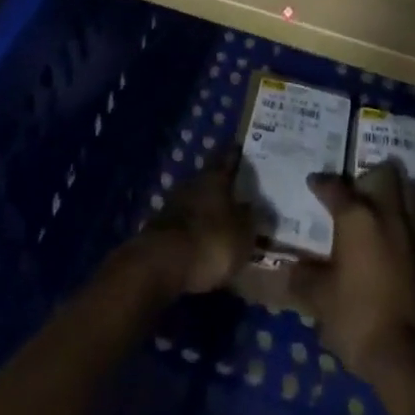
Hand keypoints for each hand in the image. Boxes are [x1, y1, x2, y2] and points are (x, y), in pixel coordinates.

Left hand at [133, 158, 254, 295]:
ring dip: (206, 210)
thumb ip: (251, 218)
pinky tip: (201, 242)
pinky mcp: (159, 230)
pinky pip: (183, 225)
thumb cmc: (210, 242)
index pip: (229, 157)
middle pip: (210, 179)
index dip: (237, 154)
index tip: (243, 149)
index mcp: (215, 177)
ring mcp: (172, 205)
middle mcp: (193, 183)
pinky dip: (193, 230)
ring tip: (221, 222)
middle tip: (238, 193)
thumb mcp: (243, 233)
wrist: (159, 266)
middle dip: (222, 186)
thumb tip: (255, 207)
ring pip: (195, 201)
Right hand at [290, 161, 414, 377]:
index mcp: (357, 217)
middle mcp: (388, 214)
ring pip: (409, 191)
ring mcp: (413, 233)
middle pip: (384, 175)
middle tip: (354, 194)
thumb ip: (303, 279)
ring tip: (379, 208)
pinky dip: (407, 222)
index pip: (335, 188)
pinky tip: (395, 241)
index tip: (313, 182)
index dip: (322, 183)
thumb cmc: (359, 318)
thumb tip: (285, 271)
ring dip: (395, 193)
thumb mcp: (321, 301)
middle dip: (368, 178)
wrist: (410, 356)